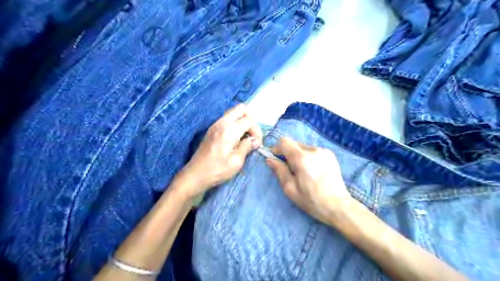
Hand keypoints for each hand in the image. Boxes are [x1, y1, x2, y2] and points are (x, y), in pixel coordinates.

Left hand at [178, 104, 261, 197]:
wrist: (195, 174)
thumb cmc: (217, 170)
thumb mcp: (236, 161)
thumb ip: (247, 146)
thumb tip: (255, 140)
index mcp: (229, 130)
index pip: (249, 120)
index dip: (256, 131)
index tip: (256, 143)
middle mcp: (222, 122)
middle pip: (241, 109)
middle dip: (250, 119)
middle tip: (252, 135)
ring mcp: (215, 124)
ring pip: (233, 112)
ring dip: (242, 121)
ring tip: (245, 137)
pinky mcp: (212, 129)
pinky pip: (227, 119)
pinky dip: (235, 124)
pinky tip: (236, 138)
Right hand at [268, 137, 353, 224]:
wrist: (339, 206)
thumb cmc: (312, 200)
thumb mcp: (290, 189)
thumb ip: (279, 171)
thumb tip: (269, 159)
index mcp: (302, 159)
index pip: (284, 141)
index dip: (277, 148)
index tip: (277, 159)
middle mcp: (313, 150)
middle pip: (294, 144)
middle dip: (288, 154)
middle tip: (291, 170)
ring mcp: (324, 151)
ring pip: (303, 147)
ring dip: (299, 156)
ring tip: (304, 172)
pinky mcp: (330, 154)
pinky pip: (313, 151)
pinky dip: (309, 157)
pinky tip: (313, 171)